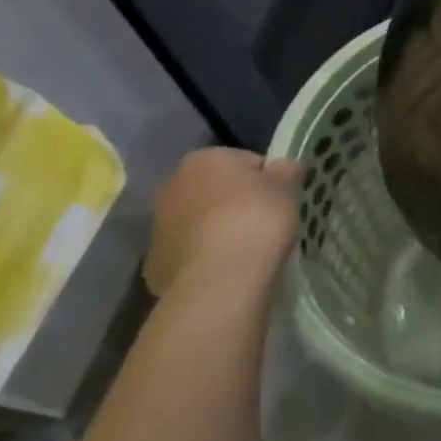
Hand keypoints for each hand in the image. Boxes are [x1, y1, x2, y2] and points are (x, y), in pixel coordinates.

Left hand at [144, 148, 301, 297]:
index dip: (266, 180)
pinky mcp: (155, 263)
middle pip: (215, 190)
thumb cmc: (255, 221)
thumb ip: (286, 171)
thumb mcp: (286, 189)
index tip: (279, 200)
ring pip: (199, 222)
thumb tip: (285, 165)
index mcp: (204, 159)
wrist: (218, 280)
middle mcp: (173, 185)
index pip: (244, 161)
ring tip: (245, 251)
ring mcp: (159, 226)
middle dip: (236, 203)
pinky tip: (225, 270)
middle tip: (263, 224)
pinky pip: (189, 253)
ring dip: (217, 230)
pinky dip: (204, 258)